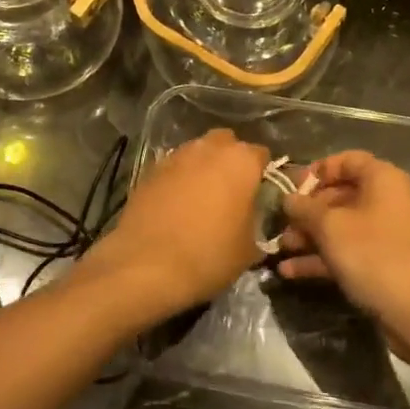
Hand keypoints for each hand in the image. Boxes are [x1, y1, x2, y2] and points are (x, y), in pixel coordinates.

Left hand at [88, 129, 267, 315]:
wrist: (147, 265)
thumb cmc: (209, 255)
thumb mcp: (249, 249)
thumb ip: (255, 222)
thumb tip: (250, 219)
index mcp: (241, 161)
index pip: (261, 154)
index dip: (262, 173)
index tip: (260, 193)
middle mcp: (209, 149)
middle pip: (226, 143)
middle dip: (230, 160)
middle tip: (231, 190)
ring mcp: (176, 156)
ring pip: (197, 152)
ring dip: (202, 167)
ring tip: (202, 197)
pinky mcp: (149, 169)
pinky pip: (173, 167)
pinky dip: (178, 179)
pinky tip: (176, 204)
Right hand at [278, 151, 409, 326]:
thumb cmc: (373, 254)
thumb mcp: (330, 226)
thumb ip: (304, 208)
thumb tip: (288, 199)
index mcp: (384, 180)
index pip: (348, 160)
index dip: (318, 170)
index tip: (293, 187)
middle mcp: (389, 201)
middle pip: (341, 195)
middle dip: (308, 211)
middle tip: (282, 223)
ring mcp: (388, 235)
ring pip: (342, 226)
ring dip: (310, 236)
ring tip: (281, 248)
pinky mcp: (384, 264)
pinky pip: (349, 251)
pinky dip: (322, 257)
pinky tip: (290, 271)